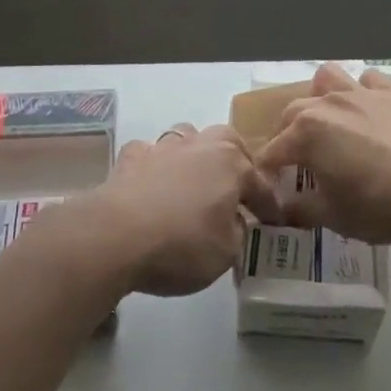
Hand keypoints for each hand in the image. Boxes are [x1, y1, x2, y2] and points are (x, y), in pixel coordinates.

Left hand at [72, 124, 281, 297]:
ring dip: (195, 154)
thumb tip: (234, 221)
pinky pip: (150, 153)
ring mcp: (163, 146)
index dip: (269, 206)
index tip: (275, 222)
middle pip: (226, 141)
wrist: (116, 234)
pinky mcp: (131, 157)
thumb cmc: (182, 243)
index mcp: (231, 163)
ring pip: (187, 137)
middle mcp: (200, 144)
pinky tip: (153, 183)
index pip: (259, 184)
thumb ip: (237, 232)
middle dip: (236, 160)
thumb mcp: (227, 252)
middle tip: (237, 187)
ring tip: (195, 179)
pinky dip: (155, 165)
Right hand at [259, 63, 390, 244]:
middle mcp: (326, 104)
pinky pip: (368, 80)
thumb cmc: (380, 205)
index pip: (271, 151)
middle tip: (296, 163)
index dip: (266, 172)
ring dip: (320, 96)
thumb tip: (282, 208)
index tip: (269, 190)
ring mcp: (359, 93)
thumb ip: (301, 209)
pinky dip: (363, 91)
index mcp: (305, 133)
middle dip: (286, 135)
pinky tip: (368, 112)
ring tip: (328, 121)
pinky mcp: (390, 93)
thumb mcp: (334, 218)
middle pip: (291, 112)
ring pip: (326, 78)